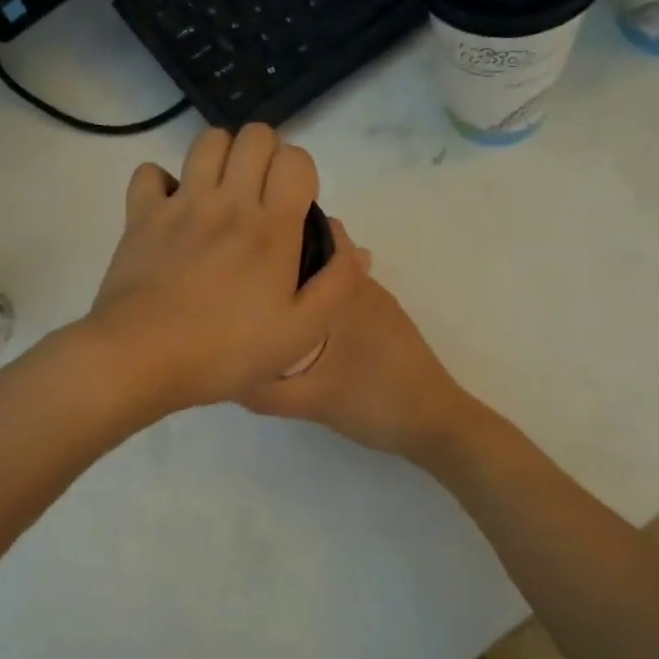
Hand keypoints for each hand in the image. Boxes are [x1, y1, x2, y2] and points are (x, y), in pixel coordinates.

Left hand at [85, 125, 362, 414]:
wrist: (141, 358)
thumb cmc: (225, 351)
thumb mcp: (300, 332)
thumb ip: (337, 284)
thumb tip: (355, 247)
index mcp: (271, 227)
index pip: (296, 159)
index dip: (302, 173)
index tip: (295, 207)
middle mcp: (228, 201)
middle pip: (254, 136)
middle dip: (266, 155)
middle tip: (262, 195)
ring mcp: (181, 203)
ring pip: (207, 141)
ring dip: (222, 156)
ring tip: (222, 193)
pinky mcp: (141, 214)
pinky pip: (150, 171)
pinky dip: (163, 181)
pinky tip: (173, 208)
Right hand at [242, 246, 477, 464]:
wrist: (436, 423)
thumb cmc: (374, 401)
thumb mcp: (310, 402)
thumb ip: (263, 390)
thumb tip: (223, 373)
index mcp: (343, 293)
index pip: (309, 240)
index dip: (275, 235)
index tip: (240, 244)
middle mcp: (362, 286)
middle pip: (318, 256)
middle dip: (283, 259)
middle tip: (243, 275)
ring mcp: (378, 302)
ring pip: (332, 278)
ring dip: (303, 280)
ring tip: (264, 297)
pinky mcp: (385, 321)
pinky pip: (343, 297)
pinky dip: (320, 299)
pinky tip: (298, 324)